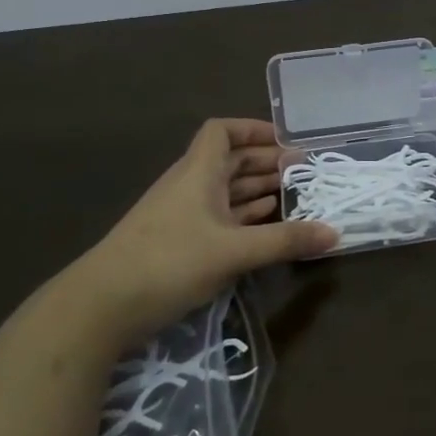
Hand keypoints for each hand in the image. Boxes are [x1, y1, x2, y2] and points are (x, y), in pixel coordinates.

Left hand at [56, 119, 336, 349]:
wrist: (100, 306)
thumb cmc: (168, 262)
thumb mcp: (233, 251)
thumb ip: (284, 240)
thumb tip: (335, 233)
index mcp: (198, 172)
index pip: (222, 131)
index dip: (253, 129)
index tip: (286, 142)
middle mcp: (189, 186)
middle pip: (229, 160)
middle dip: (265, 162)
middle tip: (302, 172)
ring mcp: (180, 215)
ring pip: (224, 190)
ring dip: (256, 189)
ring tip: (292, 195)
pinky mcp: (176, 243)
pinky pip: (217, 217)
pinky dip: (242, 215)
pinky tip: (263, 224)